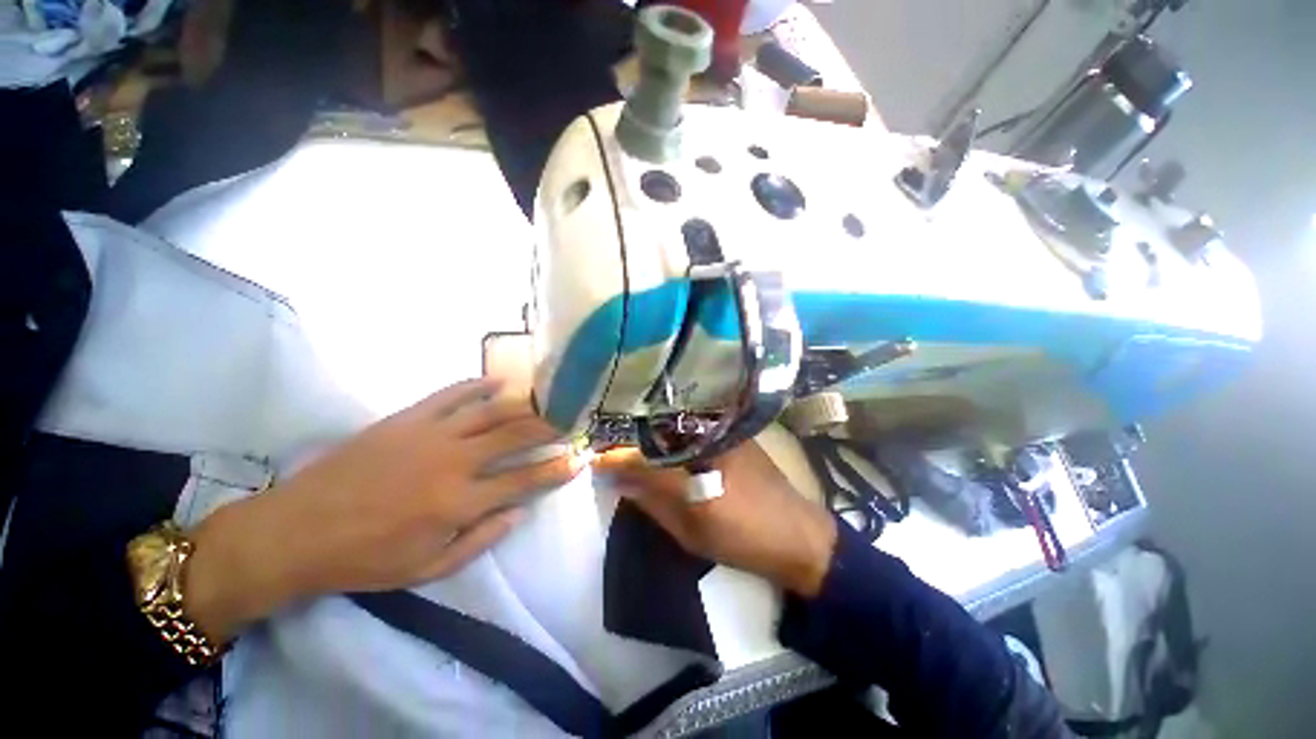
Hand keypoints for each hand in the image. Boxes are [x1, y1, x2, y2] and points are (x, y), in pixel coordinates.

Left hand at [185, 378, 584, 642]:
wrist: (296, 531)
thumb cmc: (366, 559)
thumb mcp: (427, 570)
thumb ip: (480, 540)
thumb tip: (520, 512)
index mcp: (460, 503)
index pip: (525, 480)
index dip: (557, 470)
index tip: (578, 460)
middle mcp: (455, 462)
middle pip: (517, 435)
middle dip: (550, 427)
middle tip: (571, 421)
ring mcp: (431, 434)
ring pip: (492, 410)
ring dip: (525, 404)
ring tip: (547, 400)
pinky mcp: (408, 418)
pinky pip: (452, 393)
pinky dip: (479, 385)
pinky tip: (500, 381)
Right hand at [595, 443, 837, 597]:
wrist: (798, 536)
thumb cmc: (745, 538)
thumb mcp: (692, 529)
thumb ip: (652, 500)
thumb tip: (616, 478)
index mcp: (701, 460)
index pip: (646, 453)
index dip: (616, 455)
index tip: (593, 457)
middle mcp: (711, 433)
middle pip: (658, 426)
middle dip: (628, 432)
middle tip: (603, 440)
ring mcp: (723, 428)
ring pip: (674, 421)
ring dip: (647, 427)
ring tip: (622, 434)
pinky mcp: (731, 431)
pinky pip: (691, 425)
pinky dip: (669, 430)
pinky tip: (655, 436)